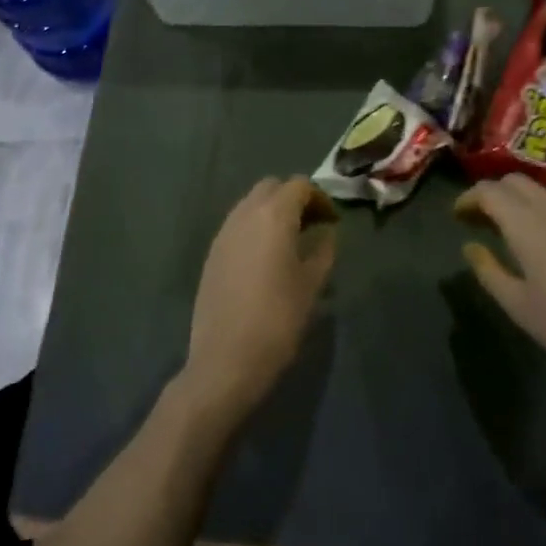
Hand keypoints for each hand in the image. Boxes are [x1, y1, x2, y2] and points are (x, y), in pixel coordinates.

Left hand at [182, 177, 337, 425]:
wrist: (225, 360)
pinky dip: (255, 228)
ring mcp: (224, 232)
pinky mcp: (212, 253)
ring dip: (272, 212)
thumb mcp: (311, 285)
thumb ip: (323, 250)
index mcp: (273, 215)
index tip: (332, 221)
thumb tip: (327, 232)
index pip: (298, 185)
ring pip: (251, 204)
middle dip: (293, 198)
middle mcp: (245, 214)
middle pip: (271, 187)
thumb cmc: (277, 320)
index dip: (319, 197)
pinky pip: (238, 225)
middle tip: (312, 225)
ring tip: (291, 241)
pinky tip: (266, 258)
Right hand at [456, 175, 545, 412]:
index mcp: (527, 223)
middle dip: (492, 194)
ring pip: (540, 192)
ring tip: (508, 231)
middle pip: (514, 182)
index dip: (468, 199)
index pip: (489, 191)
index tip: (457, 217)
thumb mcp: (519, 306)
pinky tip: (545, 243)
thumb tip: (470, 247)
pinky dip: (542, 213)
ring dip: (518, 202)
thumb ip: (488, 271)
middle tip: (479, 221)